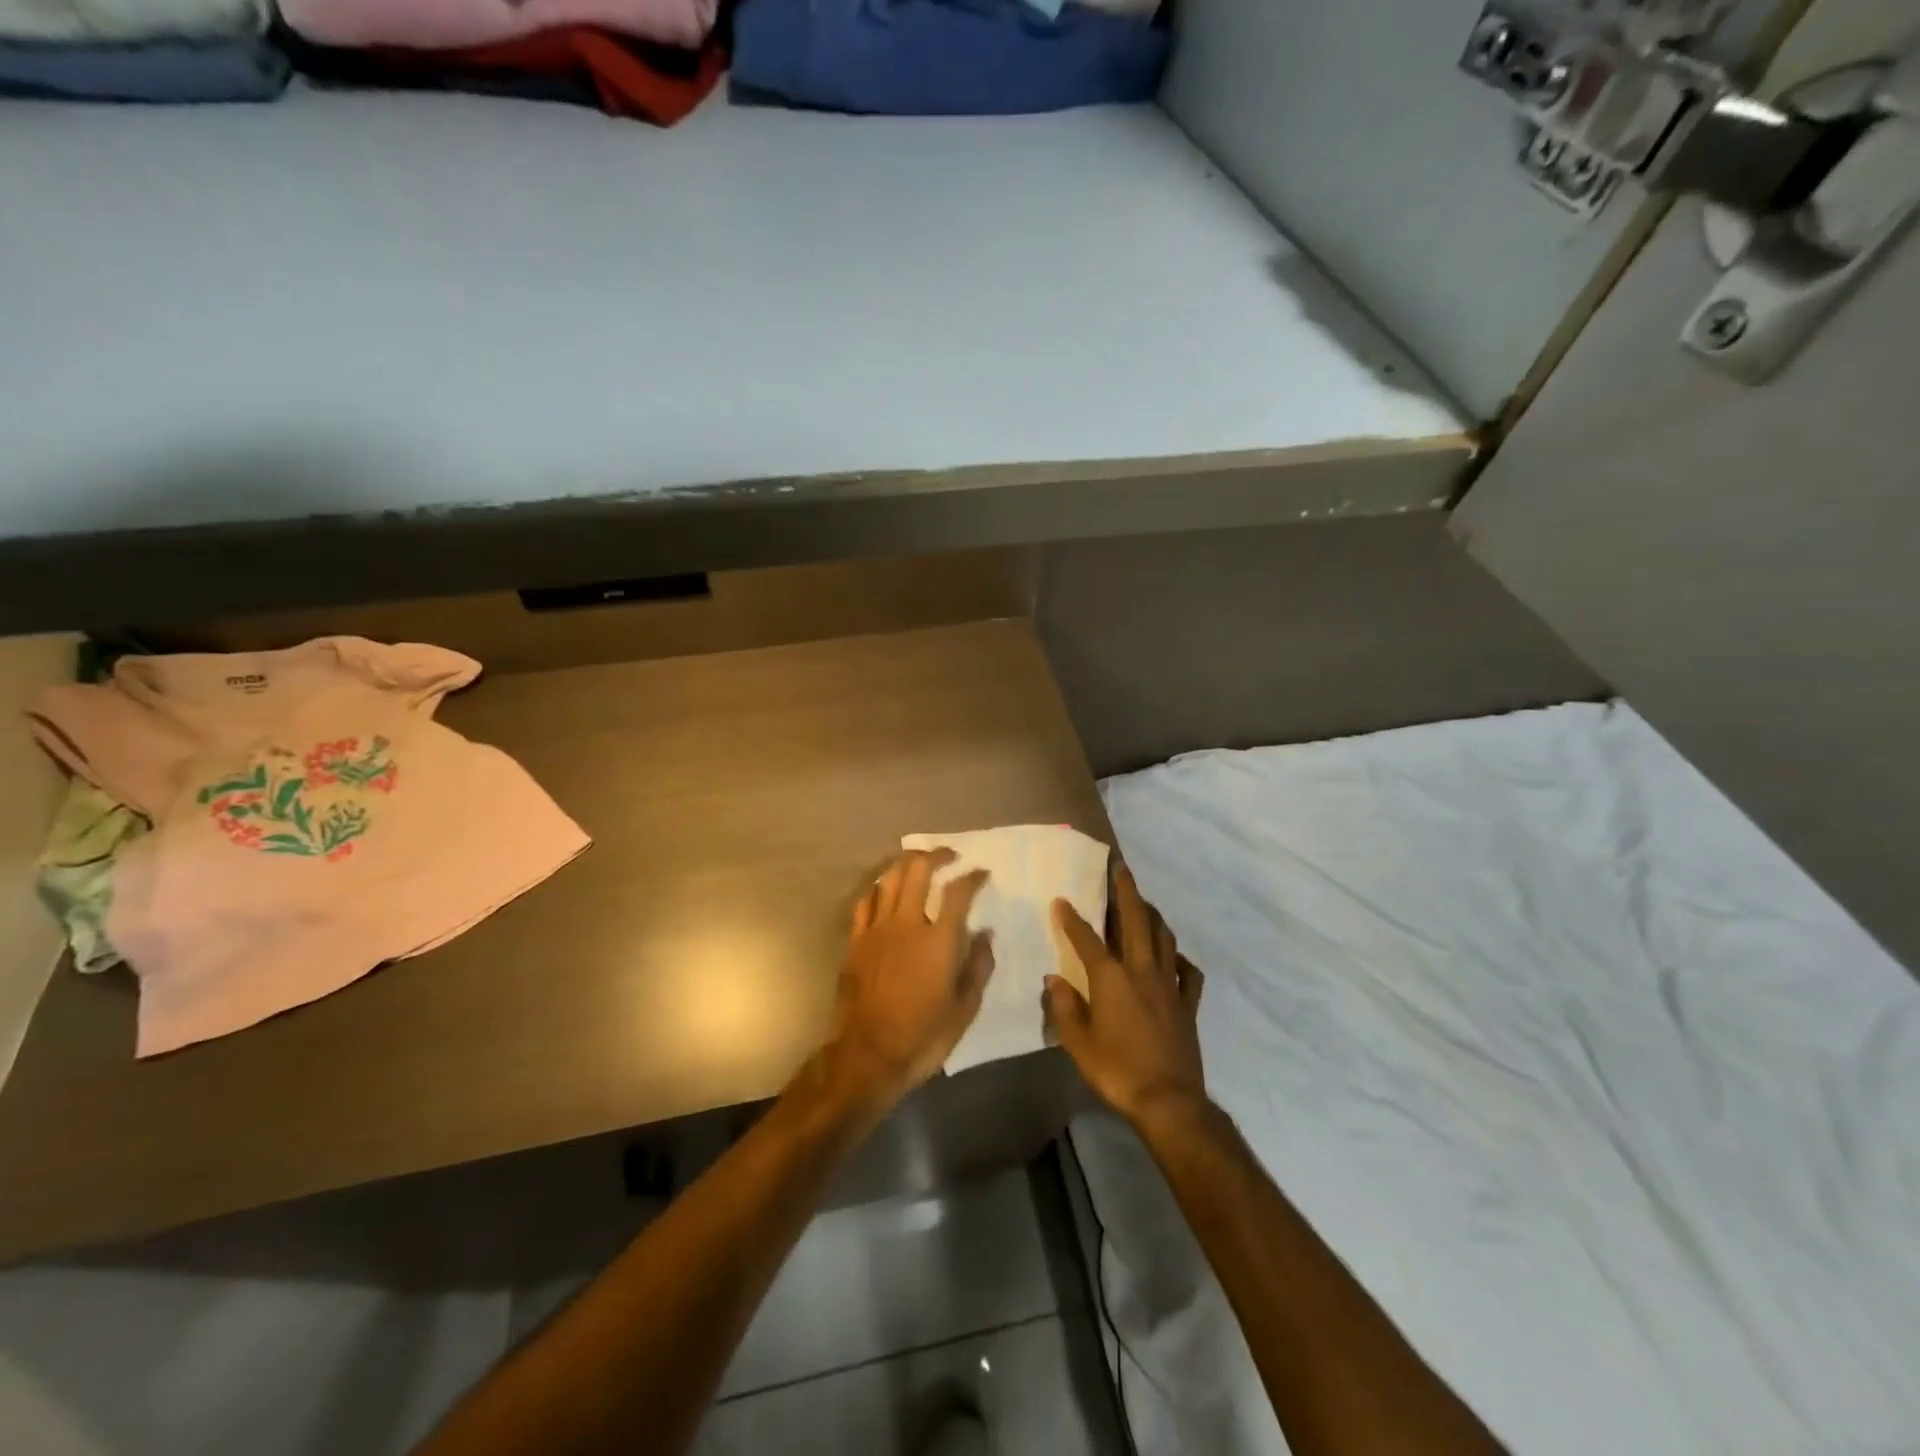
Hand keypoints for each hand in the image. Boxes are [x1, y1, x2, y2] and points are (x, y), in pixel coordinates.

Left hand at [824, 850, 994, 1111]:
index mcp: (939, 940)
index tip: (982, 873)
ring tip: (919, 862)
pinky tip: (886, 889)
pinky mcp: (856, 940)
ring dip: (907, 863)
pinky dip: (880, 888)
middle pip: (919, 870)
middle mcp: (908, 924)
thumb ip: (978, 967)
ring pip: (890, 878)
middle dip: (937, 855)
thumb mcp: (964, 1009)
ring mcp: (877, 929)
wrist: (867, 1056)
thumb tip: (986, 933)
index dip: (973, 877)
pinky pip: (866, 901)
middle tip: (950, 855)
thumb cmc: (922, 1037)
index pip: (959, 892)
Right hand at [1048, 864, 1206, 1130]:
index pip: (1087, 939)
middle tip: (1120, 867)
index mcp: (1111, 979)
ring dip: (1152, 915)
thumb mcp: (1078, 1044)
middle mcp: (1142, 971)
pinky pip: (1188, 972)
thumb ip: (1065, 1008)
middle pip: (1135, 920)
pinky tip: (1174, 955)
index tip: (1062, 900)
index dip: (1072, 918)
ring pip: (1163, 937)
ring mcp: (1169, 985)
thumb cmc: (1117, 1071)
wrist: (1169, 1101)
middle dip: (1126, 891)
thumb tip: (1055, 980)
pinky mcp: (1187, 1003)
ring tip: (1143, 902)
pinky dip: (1180, 958)